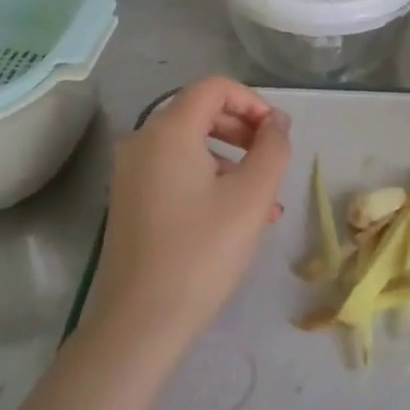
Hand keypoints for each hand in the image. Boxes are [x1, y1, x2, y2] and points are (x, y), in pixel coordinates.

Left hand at [85, 76, 291, 353]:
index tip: (279, 135)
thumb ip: (272, 148)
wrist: (140, 322)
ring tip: (264, 202)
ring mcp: (131, 172)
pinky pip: (175, 171)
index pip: (215, 88)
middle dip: (244, 131)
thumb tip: (277, 121)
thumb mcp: (252, 196)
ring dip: (232, 161)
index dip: (254, 102)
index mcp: (168, 131)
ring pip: (191, 146)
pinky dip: (209, 180)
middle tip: (273, 164)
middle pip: (200, 113)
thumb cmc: (202, 252)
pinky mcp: (130, 200)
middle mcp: (142, 141)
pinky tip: (236, 218)